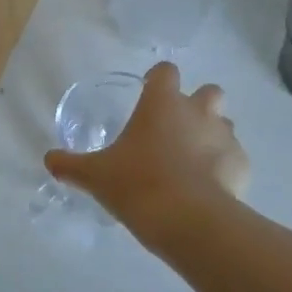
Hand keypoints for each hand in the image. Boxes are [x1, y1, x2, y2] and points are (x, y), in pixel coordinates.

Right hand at [44, 61, 249, 240]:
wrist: (188, 220)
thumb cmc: (137, 184)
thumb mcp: (95, 175)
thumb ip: (70, 165)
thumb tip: (49, 159)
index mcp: (162, 103)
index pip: (165, 71)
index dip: (157, 79)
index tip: (149, 93)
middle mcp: (198, 111)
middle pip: (209, 91)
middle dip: (197, 104)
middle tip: (176, 130)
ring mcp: (225, 137)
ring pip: (225, 124)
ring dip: (212, 135)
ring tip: (192, 162)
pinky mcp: (242, 165)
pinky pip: (235, 158)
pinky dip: (225, 168)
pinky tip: (208, 189)